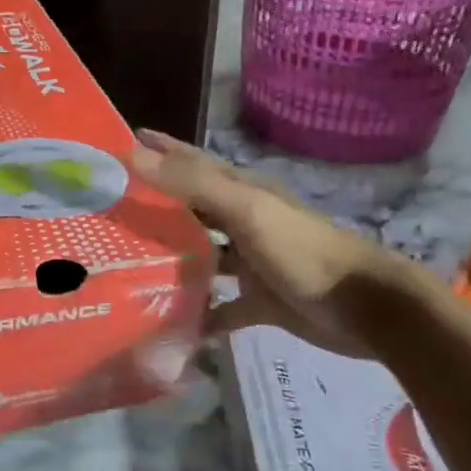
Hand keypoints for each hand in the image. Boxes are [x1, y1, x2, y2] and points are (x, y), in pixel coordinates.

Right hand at [132, 130, 415, 357]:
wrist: (363, 308)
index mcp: (241, 192)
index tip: (119, 145)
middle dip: (154, 208)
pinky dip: (198, 314)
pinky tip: (169, 325)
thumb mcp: (246, 210)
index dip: (161, 151)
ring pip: (201, 257)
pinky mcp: (257, 301)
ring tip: (124, 269)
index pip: (192, 163)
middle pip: (191, 211)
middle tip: (107, 213)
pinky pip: (219, 307)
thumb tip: (134, 153)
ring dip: (170, 261)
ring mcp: (250, 263)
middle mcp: (242, 222)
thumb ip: (192, 183)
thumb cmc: (302, 250)